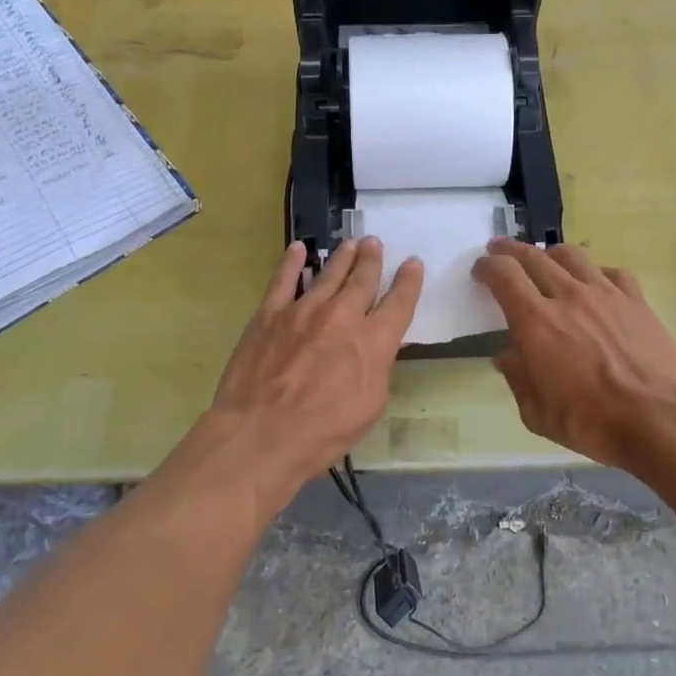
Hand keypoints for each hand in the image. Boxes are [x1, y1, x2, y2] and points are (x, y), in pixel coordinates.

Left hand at [209, 238, 422, 508]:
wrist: (263, 433)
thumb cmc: (324, 430)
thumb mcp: (370, 405)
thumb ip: (377, 368)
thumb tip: (375, 348)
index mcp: (373, 340)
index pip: (399, 303)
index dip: (409, 282)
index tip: (413, 263)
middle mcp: (343, 315)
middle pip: (363, 279)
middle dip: (372, 260)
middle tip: (375, 243)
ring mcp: (304, 310)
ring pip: (329, 273)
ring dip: (343, 257)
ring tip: (351, 243)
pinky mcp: (270, 314)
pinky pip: (284, 279)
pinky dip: (292, 262)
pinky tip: (298, 249)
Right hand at [473, 240, 675, 469]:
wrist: (659, 418)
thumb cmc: (591, 421)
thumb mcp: (537, 413)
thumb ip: (517, 378)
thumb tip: (507, 356)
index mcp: (535, 321)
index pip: (504, 275)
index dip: (487, 266)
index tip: (480, 270)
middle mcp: (567, 296)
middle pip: (533, 256)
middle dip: (510, 250)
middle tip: (500, 250)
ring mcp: (605, 294)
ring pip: (571, 255)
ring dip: (550, 254)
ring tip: (545, 261)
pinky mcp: (636, 300)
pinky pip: (610, 272)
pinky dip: (594, 271)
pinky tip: (594, 283)